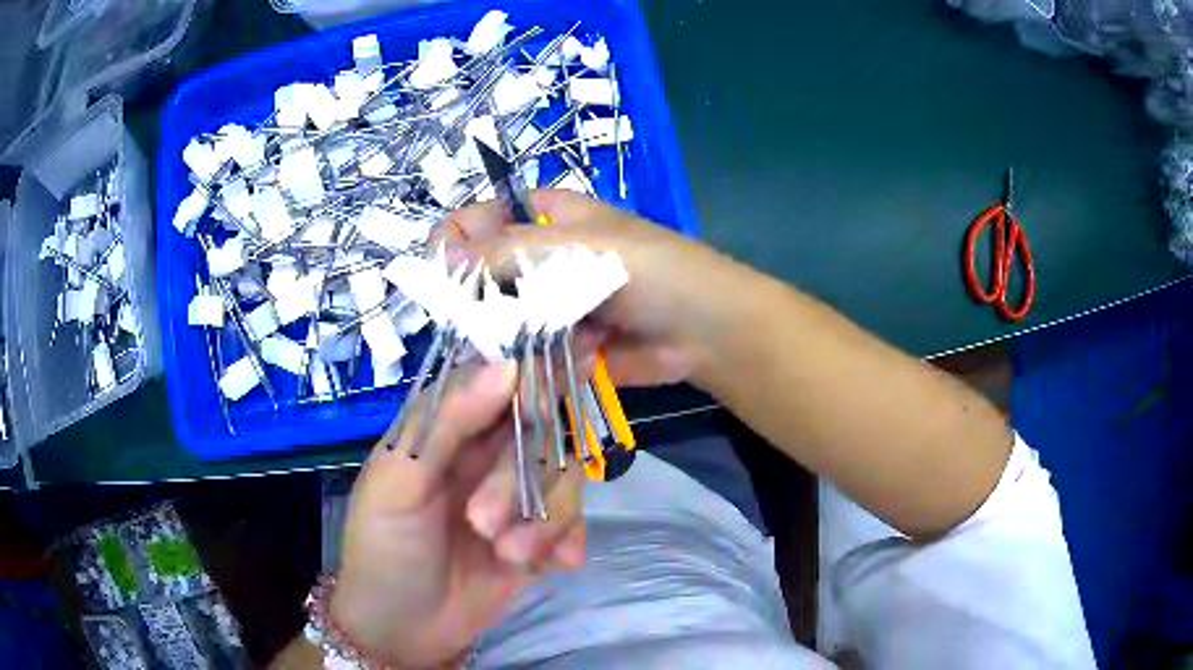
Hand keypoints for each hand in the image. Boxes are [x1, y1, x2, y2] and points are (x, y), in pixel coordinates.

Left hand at [331, 362, 586, 666]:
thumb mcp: (399, 483)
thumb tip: (509, 364)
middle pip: (540, 431)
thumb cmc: (383, 548)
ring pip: (564, 477)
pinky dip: (569, 541)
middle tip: (483, 524)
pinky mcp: (538, 536)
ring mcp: (517, 497)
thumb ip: (448, 424)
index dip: (530, 380)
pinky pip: (575, 522)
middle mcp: (488, 454)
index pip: (499, 379)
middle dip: (519, 480)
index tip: (550, 394)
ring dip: (544, 518)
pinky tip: (552, 565)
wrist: (401, 630)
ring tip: (509, 555)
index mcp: (448, 428)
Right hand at [441, 190, 745, 386]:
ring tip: (495, 353)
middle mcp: (543, 258)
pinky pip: (525, 352)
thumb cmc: (644, 269)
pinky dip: (520, 364)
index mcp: (545, 217)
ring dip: (494, 337)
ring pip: (500, 318)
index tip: (444, 272)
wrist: (702, 329)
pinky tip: (522, 373)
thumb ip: (506, 252)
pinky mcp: (561, 344)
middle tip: (466, 322)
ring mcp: (551, 303)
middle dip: (471, 298)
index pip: (481, 218)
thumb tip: (443, 258)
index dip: (457, 239)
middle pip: (484, 272)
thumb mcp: (575, 248)